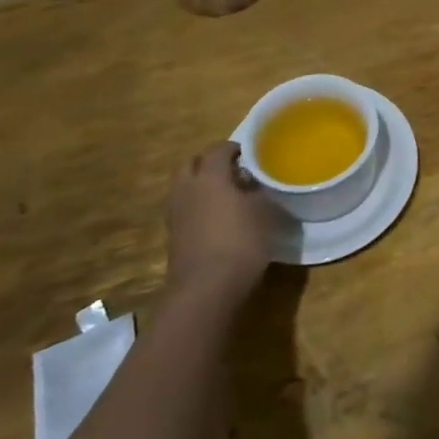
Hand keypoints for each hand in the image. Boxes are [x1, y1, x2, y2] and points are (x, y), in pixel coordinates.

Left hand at [165, 142, 276, 303]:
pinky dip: (198, 206)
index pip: (218, 149)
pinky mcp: (174, 237)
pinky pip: (185, 209)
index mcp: (209, 176)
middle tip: (234, 169)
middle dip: (210, 162)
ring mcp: (176, 215)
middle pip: (192, 164)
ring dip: (202, 185)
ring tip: (227, 194)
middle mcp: (187, 189)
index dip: (235, 148)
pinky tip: (219, 218)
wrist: (205, 291)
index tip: (252, 153)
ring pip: (185, 187)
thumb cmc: (240, 242)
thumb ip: (260, 192)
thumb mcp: (264, 212)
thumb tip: (258, 185)